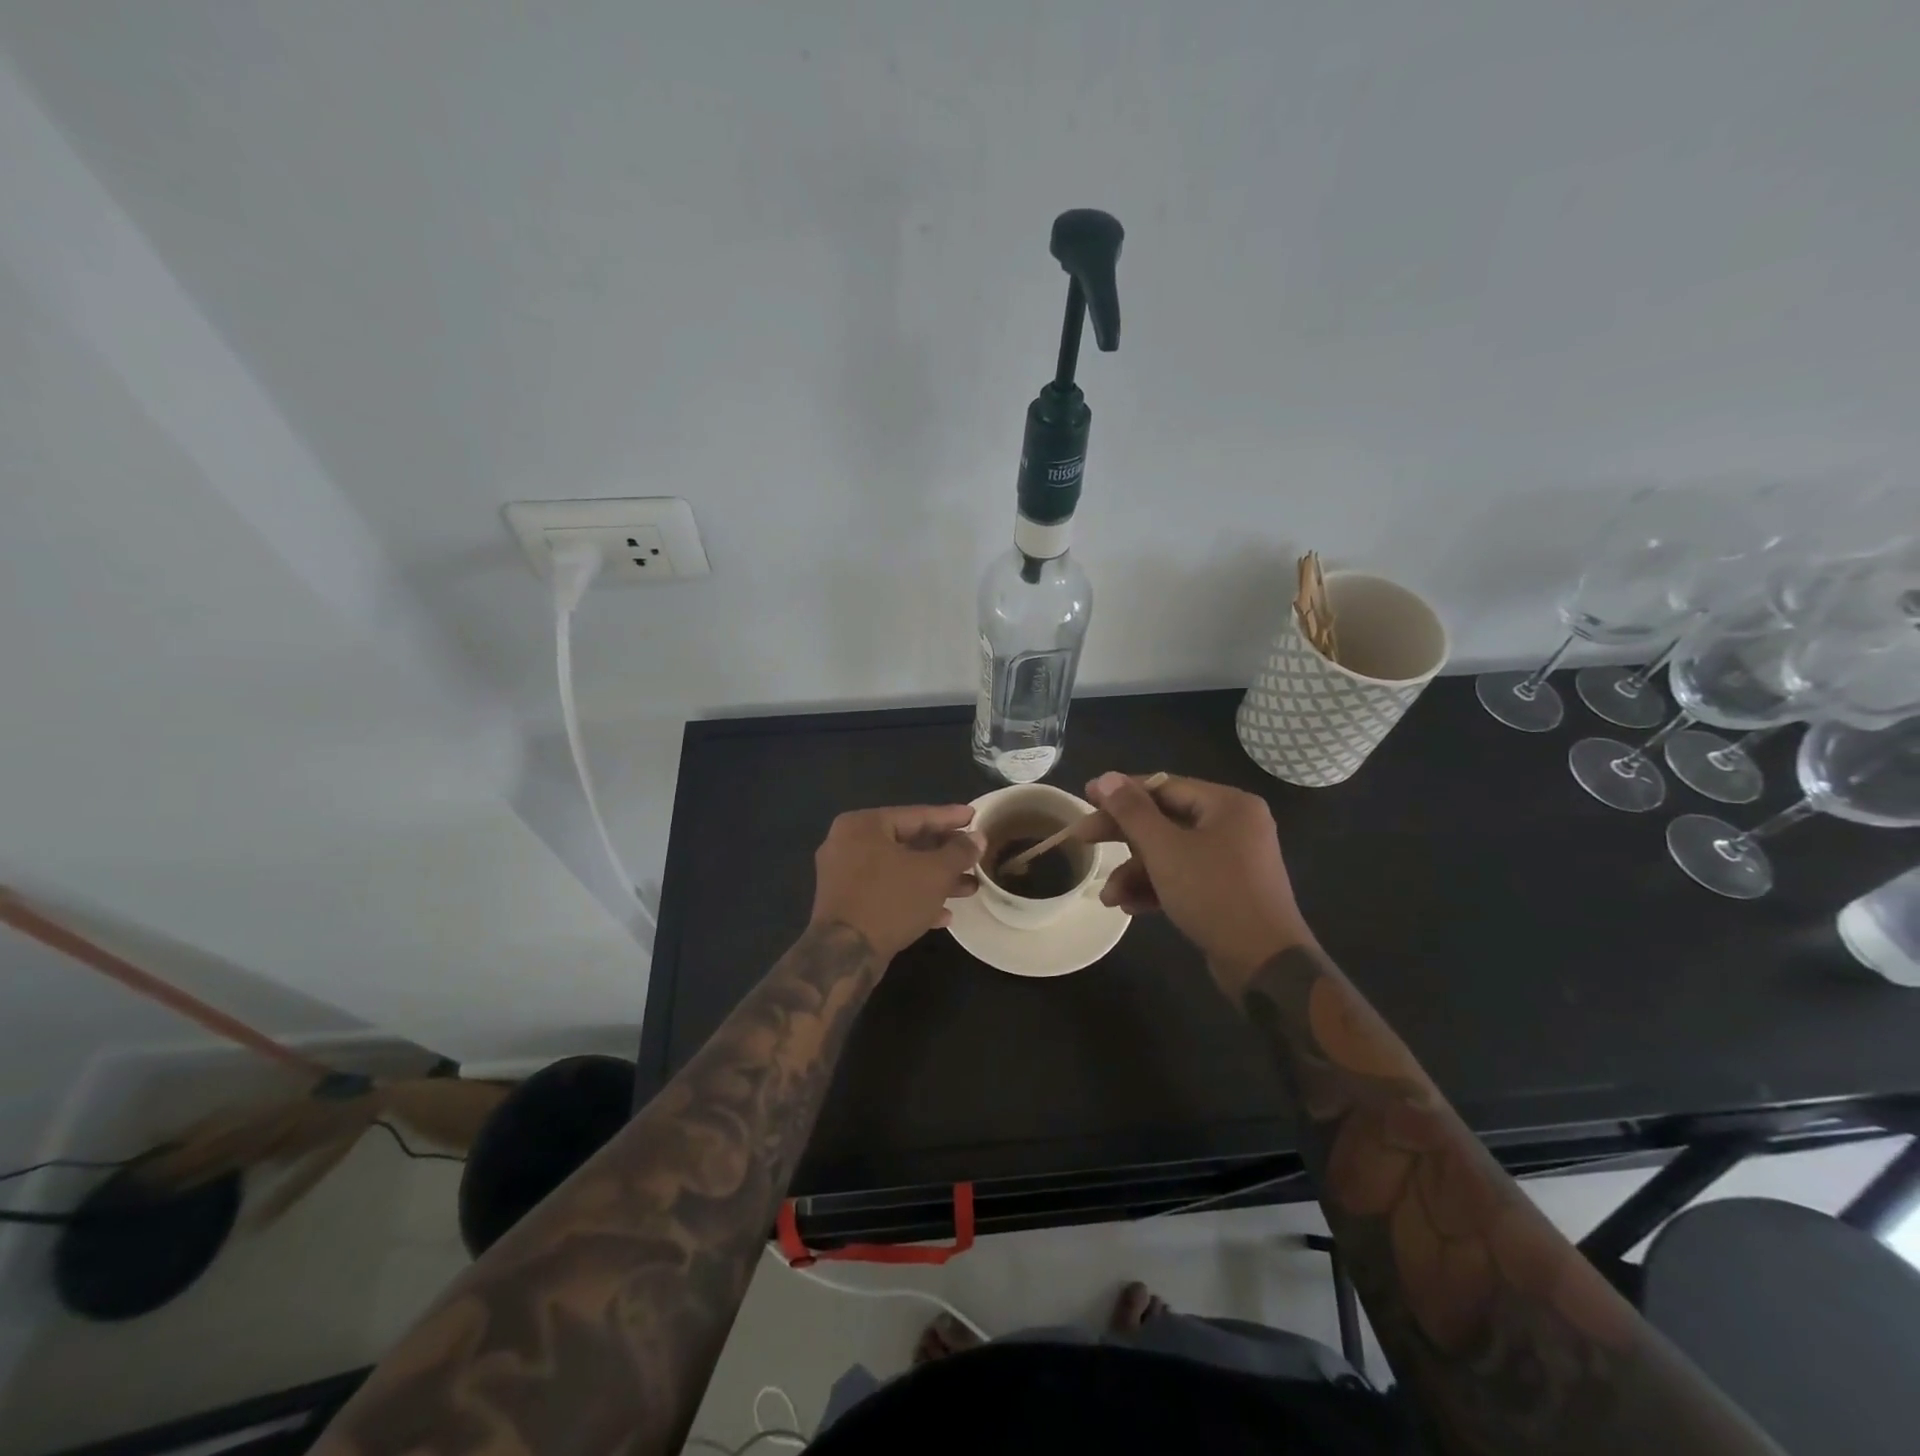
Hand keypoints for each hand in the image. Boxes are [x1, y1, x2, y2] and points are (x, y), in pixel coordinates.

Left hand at [810, 805, 984, 959]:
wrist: (845, 955)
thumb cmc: (890, 900)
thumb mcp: (934, 873)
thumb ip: (959, 852)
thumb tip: (977, 838)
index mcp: (863, 825)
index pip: (915, 815)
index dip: (950, 818)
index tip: (975, 817)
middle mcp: (848, 844)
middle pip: (907, 843)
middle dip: (945, 855)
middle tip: (974, 856)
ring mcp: (843, 876)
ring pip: (899, 870)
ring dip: (934, 880)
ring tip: (969, 888)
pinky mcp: (846, 905)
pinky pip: (886, 892)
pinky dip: (913, 898)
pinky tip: (944, 915)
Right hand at [1085, 772, 1312, 992]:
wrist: (1264, 964)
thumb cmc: (1214, 894)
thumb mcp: (1165, 850)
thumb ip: (1132, 812)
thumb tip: (1107, 777)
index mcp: (1228, 805)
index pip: (1164, 787)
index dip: (1121, 793)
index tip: (1086, 798)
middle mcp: (1233, 825)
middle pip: (1165, 820)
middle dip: (1122, 837)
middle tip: (1082, 839)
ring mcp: (1232, 860)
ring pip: (1170, 853)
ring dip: (1135, 872)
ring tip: (1108, 897)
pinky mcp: (1227, 890)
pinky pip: (1184, 877)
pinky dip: (1156, 888)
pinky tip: (1129, 907)